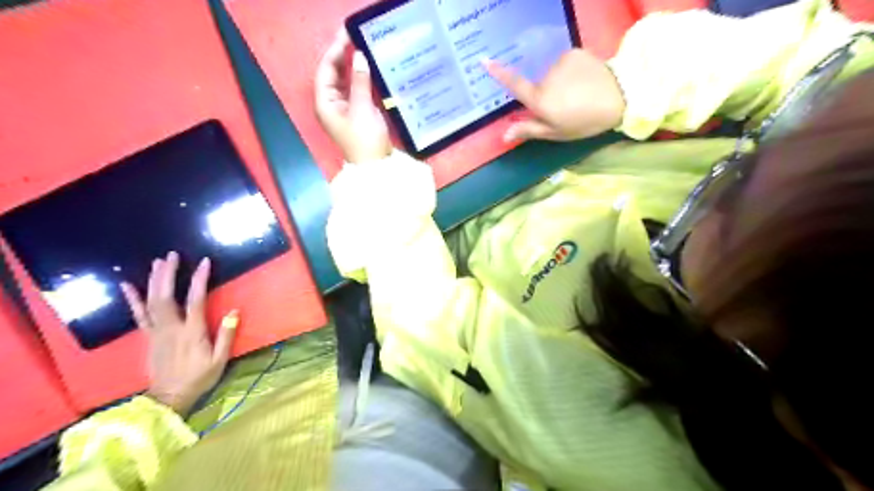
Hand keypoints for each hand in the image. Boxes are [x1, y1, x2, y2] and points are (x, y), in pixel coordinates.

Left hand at [120, 250, 237, 416]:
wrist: (169, 397)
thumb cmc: (199, 377)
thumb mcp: (220, 359)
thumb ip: (226, 335)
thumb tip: (235, 312)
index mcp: (192, 332)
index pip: (196, 300)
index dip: (199, 280)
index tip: (204, 262)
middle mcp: (171, 328)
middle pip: (166, 296)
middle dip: (168, 274)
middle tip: (172, 255)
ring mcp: (157, 331)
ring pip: (151, 302)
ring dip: (154, 280)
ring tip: (157, 262)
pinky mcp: (149, 336)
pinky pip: (139, 315)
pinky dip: (132, 299)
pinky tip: (127, 285)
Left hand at [317, 29, 389, 162]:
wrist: (376, 167)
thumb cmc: (365, 139)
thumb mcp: (362, 108)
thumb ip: (359, 81)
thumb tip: (359, 56)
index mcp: (325, 103)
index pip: (326, 70)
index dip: (335, 51)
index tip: (348, 35)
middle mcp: (331, 104)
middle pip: (334, 75)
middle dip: (344, 57)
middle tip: (359, 39)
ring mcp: (344, 110)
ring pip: (345, 82)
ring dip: (354, 68)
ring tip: (366, 50)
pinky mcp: (356, 114)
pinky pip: (356, 92)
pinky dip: (362, 81)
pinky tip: (371, 71)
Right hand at [489, 48, 624, 140]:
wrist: (621, 96)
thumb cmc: (584, 121)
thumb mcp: (556, 133)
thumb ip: (529, 130)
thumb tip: (504, 134)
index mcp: (540, 100)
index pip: (515, 85)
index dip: (498, 73)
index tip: (483, 61)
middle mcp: (546, 79)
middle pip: (537, 86)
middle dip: (545, 95)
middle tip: (565, 107)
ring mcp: (560, 63)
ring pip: (551, 75)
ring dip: (559, 84)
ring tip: (577, 94)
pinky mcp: (573, 52)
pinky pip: (564, 64)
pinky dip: (570, 72)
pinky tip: (583, 80)